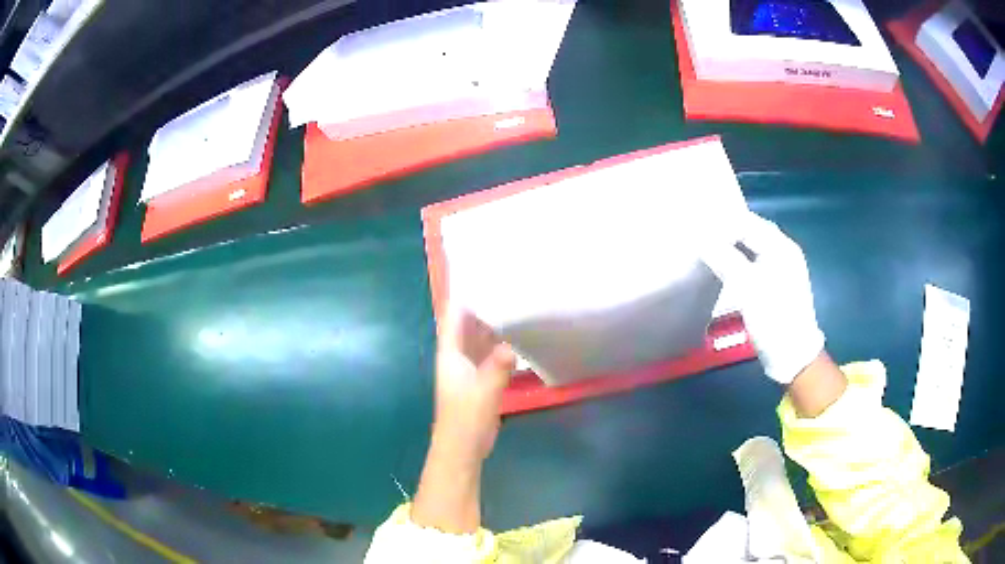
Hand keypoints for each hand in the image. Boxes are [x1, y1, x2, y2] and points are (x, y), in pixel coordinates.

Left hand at [411, 306, 514, 533]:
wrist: (463, 448)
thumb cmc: (466, 419)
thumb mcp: (485, 392)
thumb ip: (498, 367)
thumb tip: (512, 344)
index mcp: (450, 354)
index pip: (453, 317)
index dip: (462, 296)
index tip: (479, 275)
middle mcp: (457, 356)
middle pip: (467, 325)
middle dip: (482, 307)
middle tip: (505, 286)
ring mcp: (468, 368)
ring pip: (479, 339)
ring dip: (492, 325)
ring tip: (514, 304)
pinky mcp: (480, 380)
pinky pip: (489, 354)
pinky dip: (500, 344)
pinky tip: (517, 337)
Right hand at [702, 212, 824, 384]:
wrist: (792, 355)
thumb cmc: (773, 317)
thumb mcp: (747, 286)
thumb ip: (724, 258)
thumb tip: (700, 238)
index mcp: (781, 247)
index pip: (748, 222)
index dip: (722, 222)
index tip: (697, 225)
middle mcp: (783, 252)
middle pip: (751, 233)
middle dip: (726, 232)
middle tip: (698, 235)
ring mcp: (781, 270)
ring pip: (751, 249)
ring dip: (730, 247)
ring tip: (706, 249)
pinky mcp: (775, 286)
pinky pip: (753, 264)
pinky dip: (737, 262)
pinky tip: (722, 267)